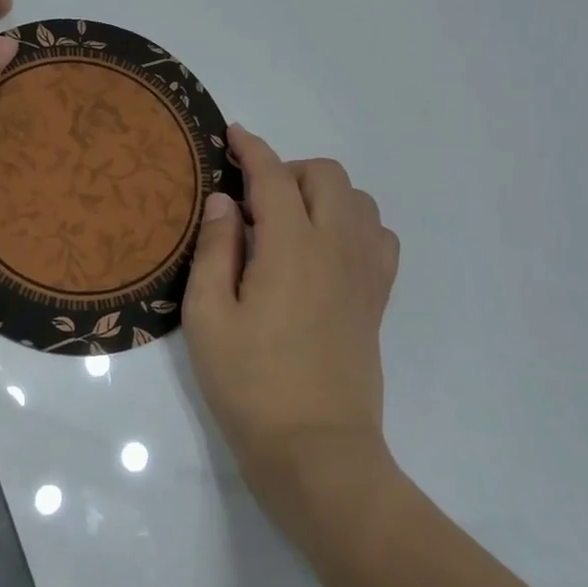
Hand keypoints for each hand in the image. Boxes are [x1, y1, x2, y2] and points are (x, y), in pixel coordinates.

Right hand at [182, 123, 400, 523]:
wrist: (317, 452)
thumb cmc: (250, 384)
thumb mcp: (208, 316)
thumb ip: (215, 249)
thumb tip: (225, 200)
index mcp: (291, 248)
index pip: (274, 176)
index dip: (252, 148)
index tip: (232, 134)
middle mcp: (336, 249)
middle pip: (326, 176)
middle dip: (288, 169)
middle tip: (252, 200)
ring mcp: (364, 274)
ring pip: (358, 201)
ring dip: (322, 194)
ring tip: (287, 224)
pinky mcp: (377, 300)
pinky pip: (379, 237)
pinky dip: (353, 224)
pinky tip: (324, 251)